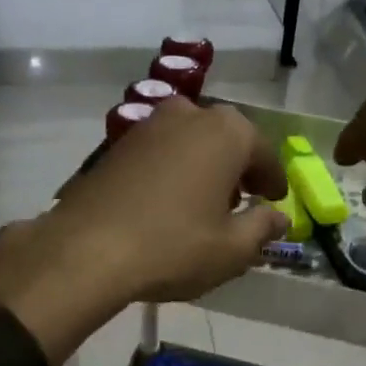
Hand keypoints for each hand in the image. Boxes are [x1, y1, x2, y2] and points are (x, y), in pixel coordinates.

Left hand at [0, 99, 288, 364]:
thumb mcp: (232, 250)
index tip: (275, 200)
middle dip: (237, 167)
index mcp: (226, 132)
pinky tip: (168, 202)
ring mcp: (148, 126)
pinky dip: (173, 170)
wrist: (87, 249)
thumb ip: (262, 228)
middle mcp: (189, 115)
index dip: (273, 180)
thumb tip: (279, 218)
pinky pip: (160, 152)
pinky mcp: (117, 145)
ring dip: (204, 165)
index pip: (263, 152)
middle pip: (225, 139)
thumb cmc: (173, 247)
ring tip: (205, 203)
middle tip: (242, 201)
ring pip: (191, 141)